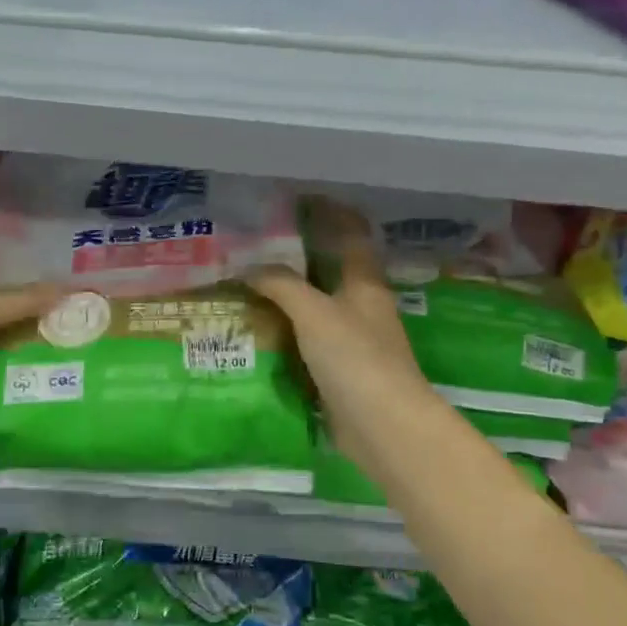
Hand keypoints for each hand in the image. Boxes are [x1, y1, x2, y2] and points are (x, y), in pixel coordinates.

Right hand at [247, 202, 446, 473]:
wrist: (383, 427)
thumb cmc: (355, 358)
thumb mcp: (315, 313)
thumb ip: (282, 285)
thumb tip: (249, 267)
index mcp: (364, 284)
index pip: (351, 234)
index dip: (332, 213)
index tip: (302, 198)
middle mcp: (360, 308)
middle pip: (328, 272)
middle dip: (296, 258)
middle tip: (254, 247)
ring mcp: (350, 343)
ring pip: (313, 310)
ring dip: (285, 299)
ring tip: (243, 286)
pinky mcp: (338, 373)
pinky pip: (305, 345)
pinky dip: (283, 336)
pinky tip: (255, 333)